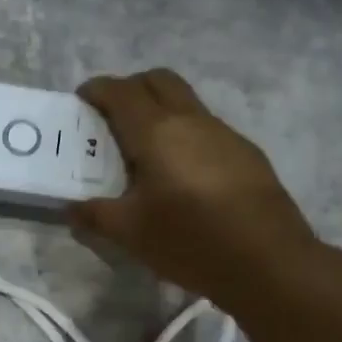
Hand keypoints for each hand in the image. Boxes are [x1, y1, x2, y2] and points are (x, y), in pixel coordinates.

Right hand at [71, 69, 317, 303]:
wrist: (269, 261)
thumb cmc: (190, 241)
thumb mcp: (130, 234)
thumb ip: (95, 215)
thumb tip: (72, 209)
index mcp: (156, 133)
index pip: (121, 92)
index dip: (97, 89)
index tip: (81, 101)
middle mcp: (190, 120)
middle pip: (158, 80)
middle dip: (130, 88)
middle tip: (110, 117)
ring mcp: (223, 133)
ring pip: (185, 102)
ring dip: (159, 110)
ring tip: (142, 151)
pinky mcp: (245, 153)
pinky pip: (205, 127)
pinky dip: (183, 134)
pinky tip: (179, 174)